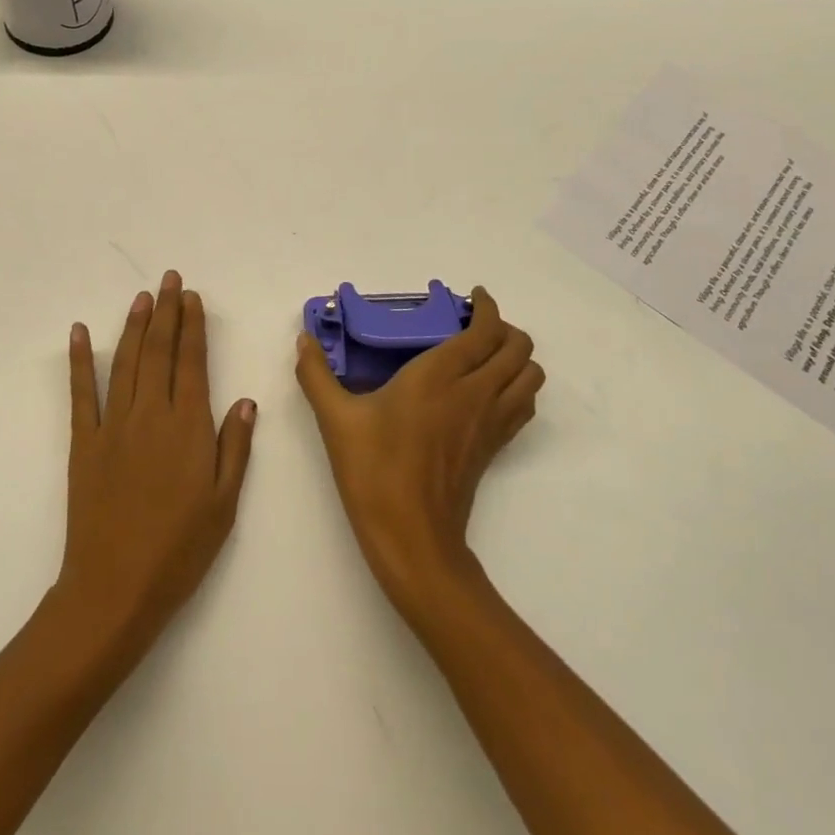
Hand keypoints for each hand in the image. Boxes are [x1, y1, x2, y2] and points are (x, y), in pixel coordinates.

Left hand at [54, 271, 257, 668]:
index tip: (192, 297)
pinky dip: (79, 360)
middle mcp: (151, 415)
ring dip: (133, 325)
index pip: (192, 362)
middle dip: (166, 312)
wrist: (114, 589)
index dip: (193, 326)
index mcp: (189, 427)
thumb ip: (234, 447)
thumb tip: (245, 400)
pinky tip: (79, 332)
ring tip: (141, 296)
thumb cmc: (179, 551)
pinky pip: (81, 393)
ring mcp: (113, 426)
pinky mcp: (83, 443)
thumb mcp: (223, 504)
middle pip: (159, 351)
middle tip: (169, 279)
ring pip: (125, 362)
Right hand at [295, 287, 542, 615]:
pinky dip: (517, 388)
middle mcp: (475, 392)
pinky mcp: (494, 448)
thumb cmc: (374, 470)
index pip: (485, 329)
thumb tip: (303, 340)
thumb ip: (316, 374)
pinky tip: (486, 393)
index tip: (473, 297)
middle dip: (505, 328)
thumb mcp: (335, 419)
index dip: (487, 307)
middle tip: (473, 326)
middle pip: (518, 347)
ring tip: (485, 356)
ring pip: (530, 376)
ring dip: (517, 358)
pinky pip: (523, 406)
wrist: (411, 537)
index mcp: (441, 375)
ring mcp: (490, 422)